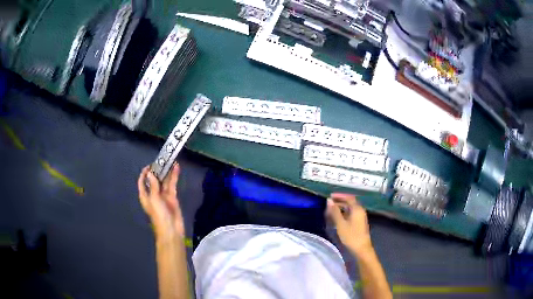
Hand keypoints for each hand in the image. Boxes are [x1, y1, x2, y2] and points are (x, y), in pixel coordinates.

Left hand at [138, 163, 184, 240]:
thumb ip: (153, 186)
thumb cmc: (159, 215)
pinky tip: (176, 168)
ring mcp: (163, 195)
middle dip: (157, 170)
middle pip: (154, 180)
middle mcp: (153, 194)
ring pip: (164, 181)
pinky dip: (174, 176)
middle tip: (162, 160)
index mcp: (145, 196)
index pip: (142, 182)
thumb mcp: (154, 200)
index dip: (144, 173)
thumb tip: (150, 173)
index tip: (150, 165)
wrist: (171, 230)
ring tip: (170, 160)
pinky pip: (172, 185)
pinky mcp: (172, 197)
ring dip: (166, 172)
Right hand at [326, 193, 372, 255]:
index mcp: (357, 209)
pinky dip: (344, 213)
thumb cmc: (351, 236)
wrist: (361, 248)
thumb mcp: (341, 224)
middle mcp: (360, 211)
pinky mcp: (359, 223)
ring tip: (331, 211)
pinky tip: (337, 218)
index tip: (330, 196)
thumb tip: (329, 201)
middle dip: (340, 201)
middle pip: (350, 202)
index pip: (348, 197)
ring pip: (350, 209)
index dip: (339, 196)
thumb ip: (334, 212)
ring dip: (341, 208)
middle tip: (329, 203)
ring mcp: (360, 217)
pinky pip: (351, 214)